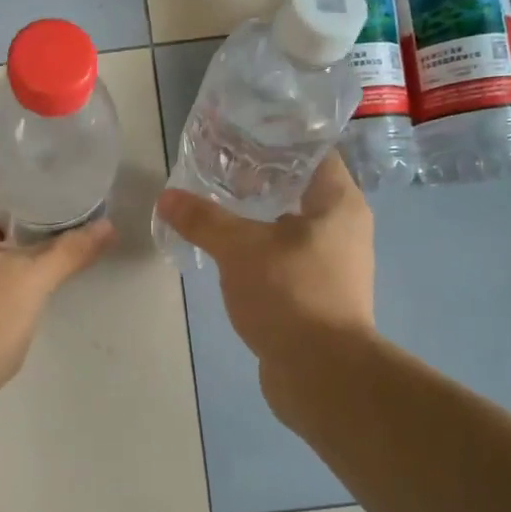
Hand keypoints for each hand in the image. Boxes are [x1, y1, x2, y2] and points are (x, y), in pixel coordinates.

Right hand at [153, 153, 375, 370]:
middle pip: (300, 191)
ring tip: (216, 208)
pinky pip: (285, 261)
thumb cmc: (290, 293)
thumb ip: (203, 220)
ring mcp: (334, 266)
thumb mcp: (239, 249)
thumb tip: (167, 197)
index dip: (279, 141)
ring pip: (290, 229)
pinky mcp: (318, 296)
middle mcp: (344, 230)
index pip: (315, 154)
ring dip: (257, 219)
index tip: (240, 137)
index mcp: (340, 204)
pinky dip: (259, 253)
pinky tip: (227, 254)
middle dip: (260, 180)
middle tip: (217, 170)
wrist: (321, 373)